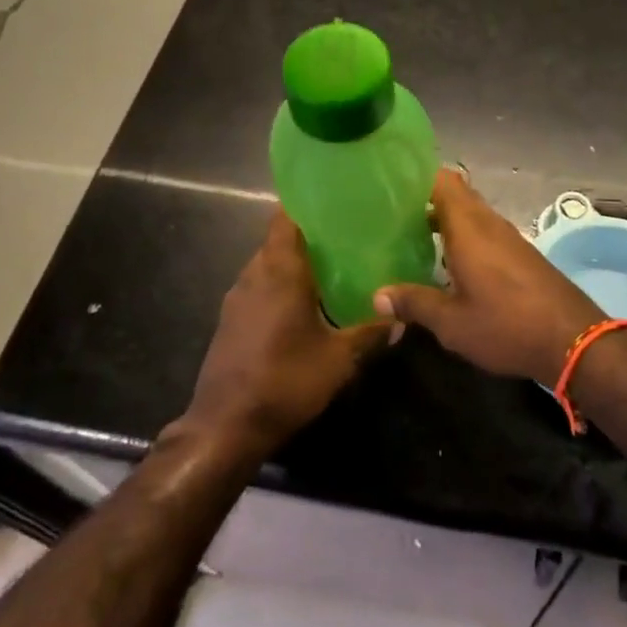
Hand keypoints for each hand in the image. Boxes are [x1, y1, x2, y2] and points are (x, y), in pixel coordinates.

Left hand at [182, 211, 391, 452]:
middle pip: (278, 240)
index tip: (333, 200)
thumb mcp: (338, 360)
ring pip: (266, 265)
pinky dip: (278, 285)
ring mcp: (236, 298)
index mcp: (279, 271)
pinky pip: (258, 287)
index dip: (306, 205)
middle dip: (307, 235)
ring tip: (328, 267)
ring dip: (292, 262)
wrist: (225, 426)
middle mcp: (253, 274)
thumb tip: (401, 318)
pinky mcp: (229, 320)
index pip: (285, 218)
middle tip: (344, 236)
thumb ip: (370, 334)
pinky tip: (302, 304)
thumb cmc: (285, 381)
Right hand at [373, 170, 604, 385]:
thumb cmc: (506, 325)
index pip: (442, 180)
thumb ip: (414, 303)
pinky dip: (463, 235)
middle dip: (426, 198)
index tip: (391, 183)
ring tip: (412, 234)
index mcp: (468, 227)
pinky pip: (484, 231)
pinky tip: (448, 261)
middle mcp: (488, 223)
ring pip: (471, 213)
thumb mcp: (452, 322)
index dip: (417, 175)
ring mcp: (508, 237)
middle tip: (392, 212)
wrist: (573, 339)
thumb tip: (377, 295)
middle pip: (456, 194)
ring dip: (445, 219)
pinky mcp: (521, 254)